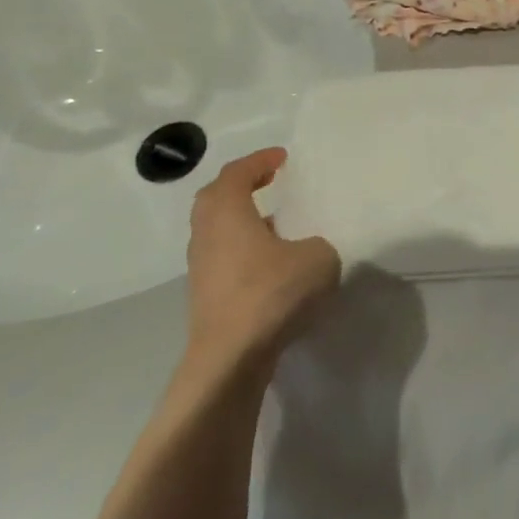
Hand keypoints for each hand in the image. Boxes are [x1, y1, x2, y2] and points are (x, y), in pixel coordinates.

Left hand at [184, 147, 339, 366]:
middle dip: (242, 185)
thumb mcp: (317, 258)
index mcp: (227, 211)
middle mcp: (206, 233)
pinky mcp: (205, 297)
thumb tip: (308, 251)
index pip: (237, 172)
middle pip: (216, 197)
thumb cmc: (270, 293)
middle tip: (269, 181)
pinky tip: (272, 263)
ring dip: (243, 220)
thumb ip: (318, 244)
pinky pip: (223, 257)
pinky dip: (243, 249)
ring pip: (218, 230)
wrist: (230, 360)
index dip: (260, 160)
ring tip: (277, 224)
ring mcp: (201, 267)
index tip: (283, 158)